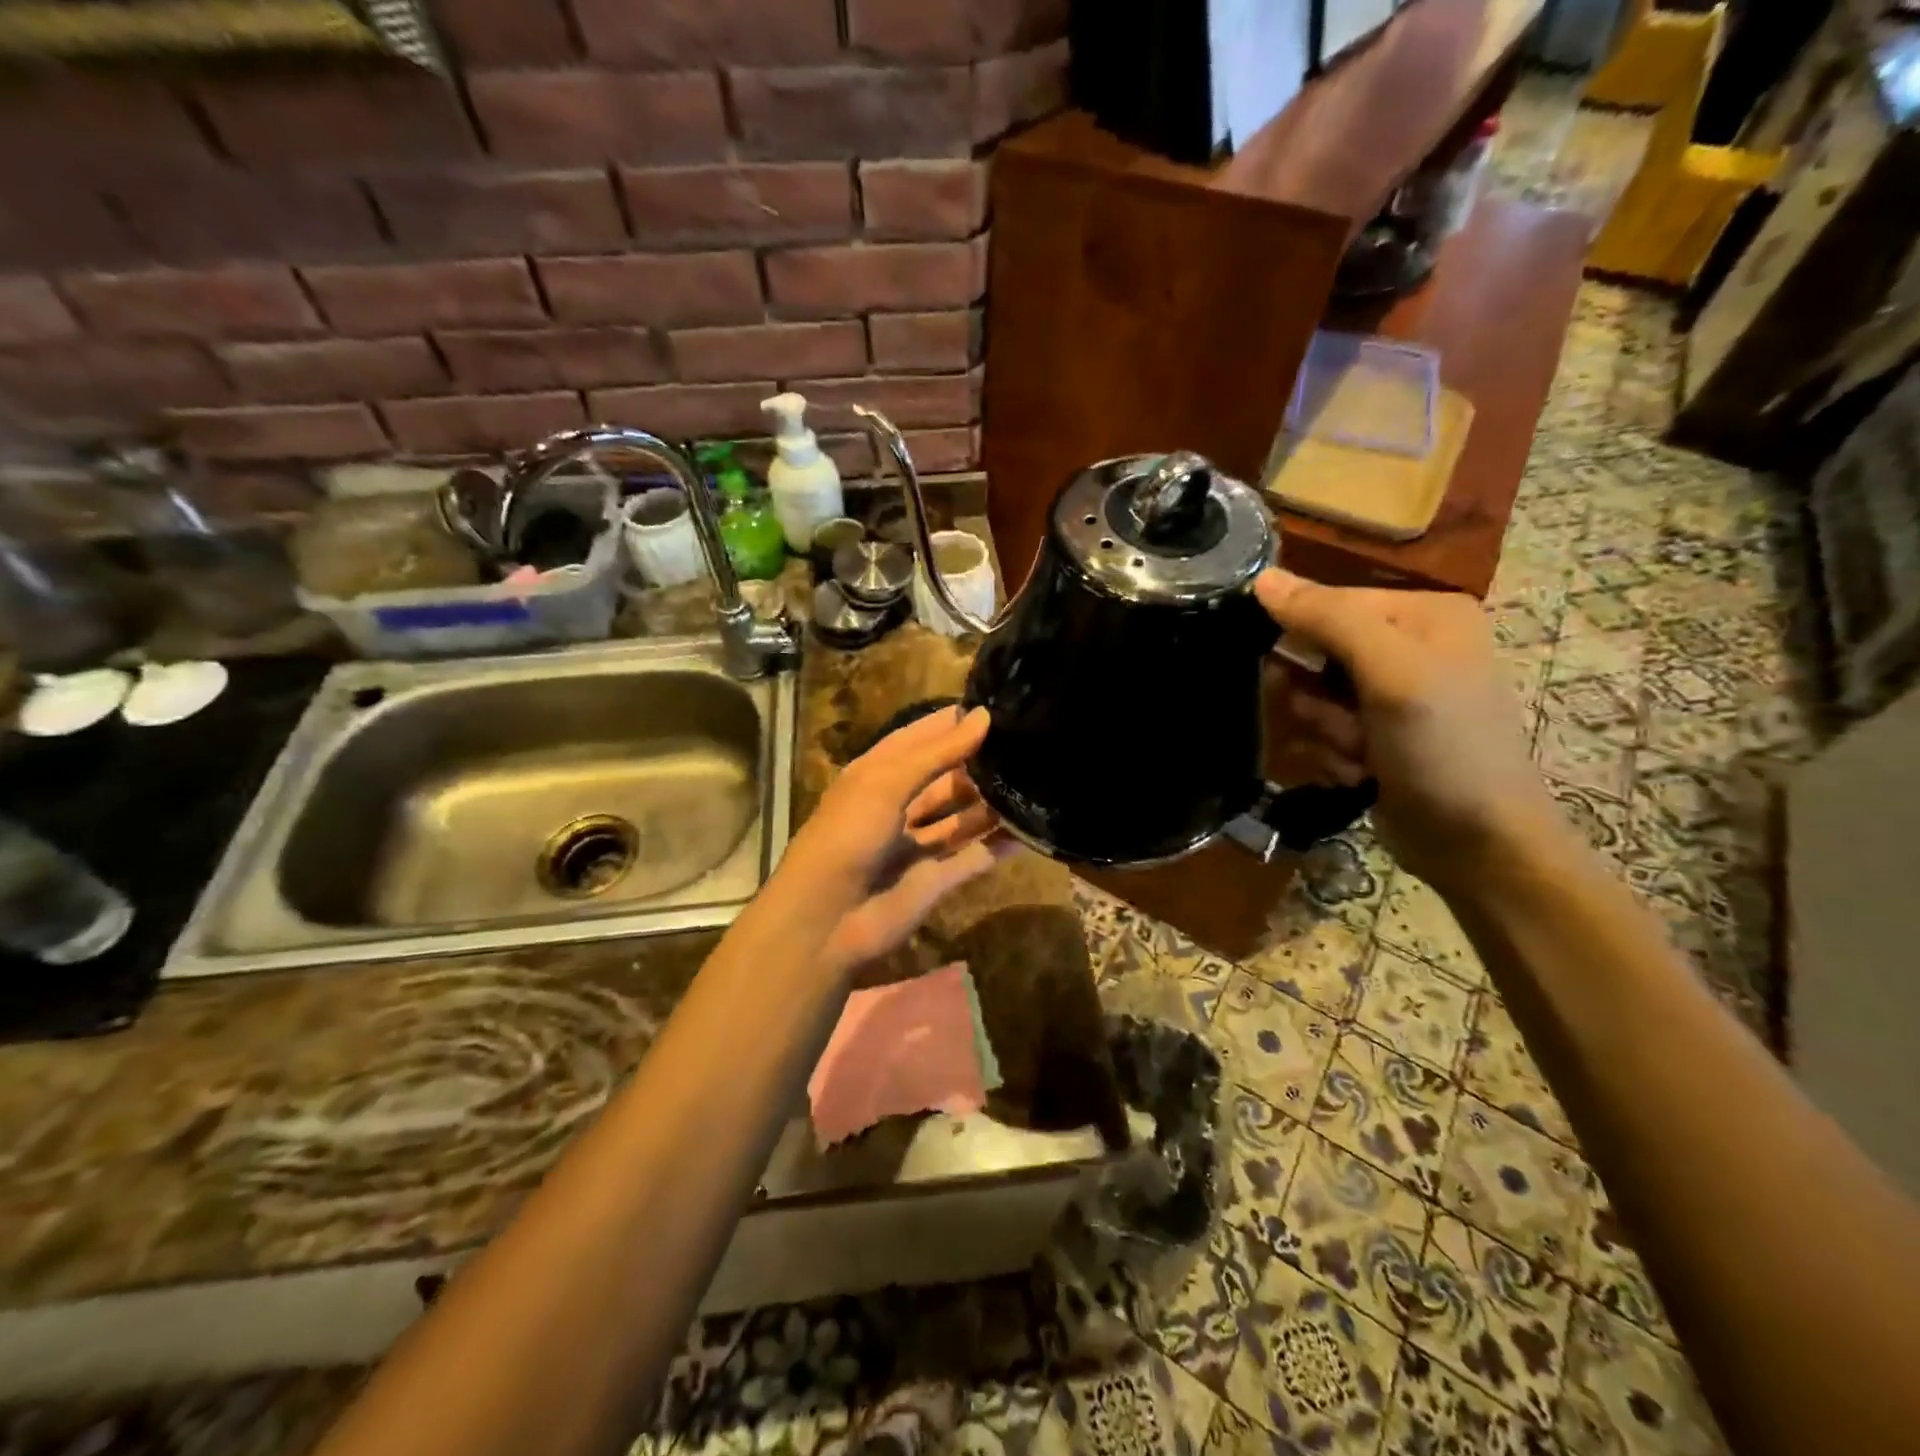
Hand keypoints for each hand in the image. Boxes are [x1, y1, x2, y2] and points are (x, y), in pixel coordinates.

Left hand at [776, 705, 1015, 974]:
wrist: (826, 919)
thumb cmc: (849, 834)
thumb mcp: (887, 781)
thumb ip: (939, 752)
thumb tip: (984, 716)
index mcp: (877, 775)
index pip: (919, 738)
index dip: (952, 722)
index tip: (996, 705)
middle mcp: (898, 805)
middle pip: (944, 777)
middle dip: (978, 760)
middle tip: (1027, 741)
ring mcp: (917, 845)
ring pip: (961, 817)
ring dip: (992, 801)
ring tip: (1036, 778)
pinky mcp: (935, 880)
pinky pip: (973, 857)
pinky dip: (998, 846)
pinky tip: (1032, 829)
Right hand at [1254, 569, 1557, 884]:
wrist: (1479, 845)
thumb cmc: (1444, 748)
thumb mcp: (1391, 673)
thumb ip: (1328, 619)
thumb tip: (1260, 578)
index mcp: (1424, 613)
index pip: (1328, 603)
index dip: (1303, 638)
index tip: (1298, 675)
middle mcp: (1407, 646)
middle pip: (1314, 653)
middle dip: (1317, 697)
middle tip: (1347, 724)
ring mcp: (1390, 695)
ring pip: (1310, 697)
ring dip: (1323, 732)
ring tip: (1359, 755)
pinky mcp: (1374, 736)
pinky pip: (1320, 731)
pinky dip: (1331, 755)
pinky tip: (1360, 774)